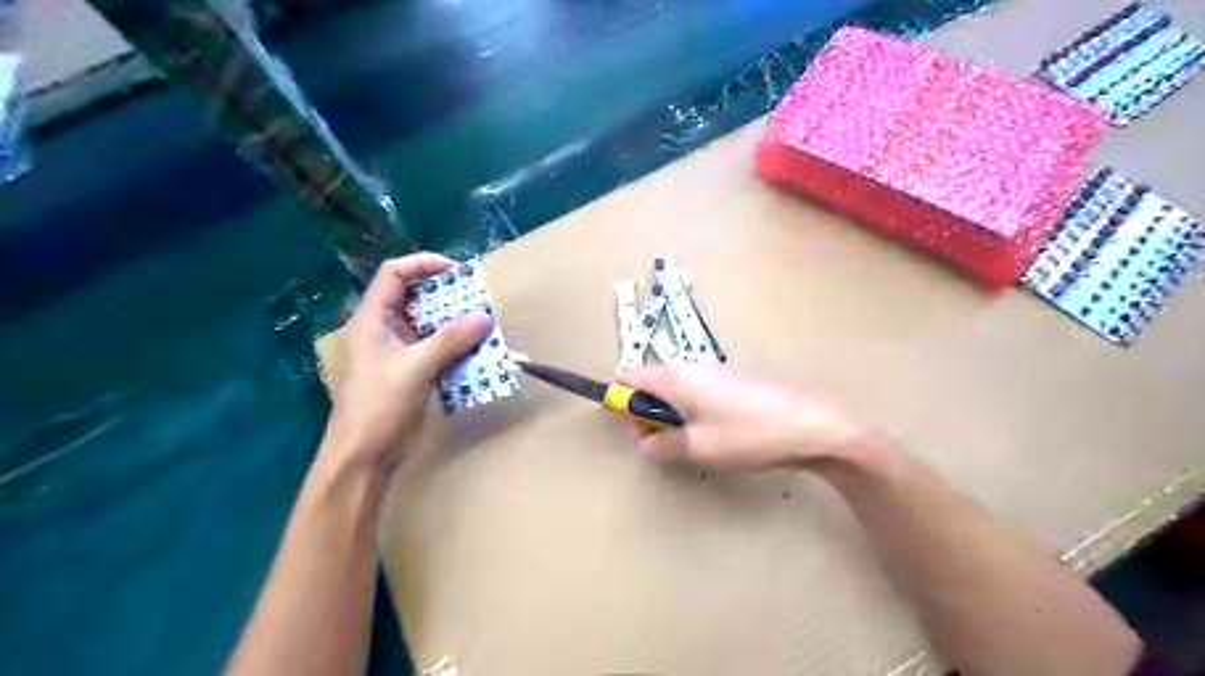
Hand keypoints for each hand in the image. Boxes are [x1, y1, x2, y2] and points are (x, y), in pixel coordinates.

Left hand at [329, 256, 489, 473]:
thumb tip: (484, 317)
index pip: (394, 274)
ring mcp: (398, 352)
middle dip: (447, 296)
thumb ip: (450, 340)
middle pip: (415, 298)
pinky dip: (456, 348)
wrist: (365, 454)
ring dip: (456, 324)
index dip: (423, 264)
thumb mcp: (415, 367)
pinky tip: (477, 354)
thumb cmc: (380, 404)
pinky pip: (437, 350)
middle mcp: (384, 330)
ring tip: (483, 325)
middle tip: (477, 299)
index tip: (457, 271)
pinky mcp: (411, 372)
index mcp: (373, 319)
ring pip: (429, 326)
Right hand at [622, 365, 866, 470]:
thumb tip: (644, 446)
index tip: (631, 431)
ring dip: (668, 419)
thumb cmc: (747, 434)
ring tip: (686, 448)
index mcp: (675, 377)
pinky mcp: (731, 386)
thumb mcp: (697, 447)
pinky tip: (709, 440)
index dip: (621, 401)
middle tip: (658, 447)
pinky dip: (689, 416)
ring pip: (674, 394)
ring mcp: (713, 375)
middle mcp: (690, 369)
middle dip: (645, 415)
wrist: (809, 427)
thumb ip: (662, 447)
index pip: (630, 376)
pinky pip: (695, 396)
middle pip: (650, 385)